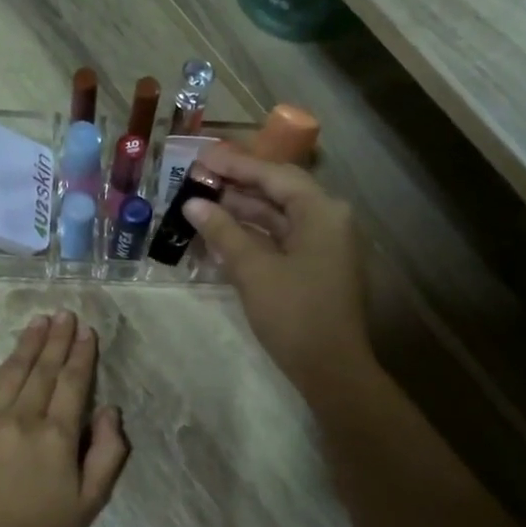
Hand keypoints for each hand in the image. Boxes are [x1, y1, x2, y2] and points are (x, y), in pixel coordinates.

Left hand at [0, 311, 128, 526]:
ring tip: (41, 321)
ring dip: (29, 344)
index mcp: (56, 436)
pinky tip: (13, 354)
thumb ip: (107, 454)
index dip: (82, 355)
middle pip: (44, 370)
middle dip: (57, 339)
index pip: (73, 383)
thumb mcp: (90, 503)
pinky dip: (5, 365)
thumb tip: (110, 411)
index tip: (87, 331)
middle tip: (65, 313)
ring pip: (15, 372)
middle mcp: (24, 419)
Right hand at [183, 143, 368, 399]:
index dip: (236, 164)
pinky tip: (224, 235)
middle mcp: (329, 220)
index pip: (274, 175)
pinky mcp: (317, 268)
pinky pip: (283, 240)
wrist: (332, 370)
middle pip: (279, 192)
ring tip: (203, 204)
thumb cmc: (294, 314)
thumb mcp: (254, 271)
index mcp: (321, 212)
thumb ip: (223, 232)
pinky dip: (255, 236)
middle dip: (238, 186)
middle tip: (198, 178)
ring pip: (279, 218)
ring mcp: (325, 245)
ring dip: (243, 212)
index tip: (201, 157)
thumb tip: (193, 204)